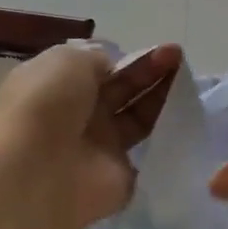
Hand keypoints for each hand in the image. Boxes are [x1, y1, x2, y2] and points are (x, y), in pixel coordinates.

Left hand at [0, 42, 182, 228]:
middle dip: (152, 73)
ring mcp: (100, 147)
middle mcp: (79, 114)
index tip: (167, 51)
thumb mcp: (68, 61)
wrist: (37, 172)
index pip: (103, 68)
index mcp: (60, 84)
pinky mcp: (120, 177)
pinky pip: (149, 155)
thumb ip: (97, 59)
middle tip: (181, 61)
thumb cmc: (47, 105)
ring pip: (138, 119)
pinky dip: (168, 140)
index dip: (134, 58)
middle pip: (124, 90)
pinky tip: (189, 120)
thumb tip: (114, 68)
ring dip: (162, 100)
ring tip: (188, 86)